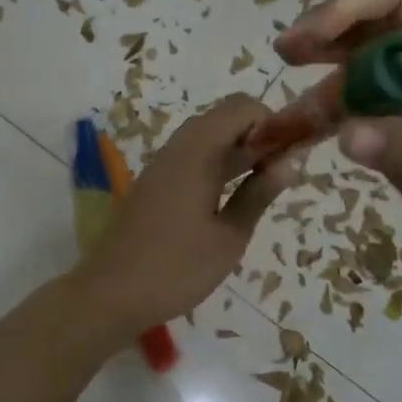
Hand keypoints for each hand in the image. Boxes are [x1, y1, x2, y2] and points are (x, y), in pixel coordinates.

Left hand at [71, 95, 301, 338]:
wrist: (110, 293)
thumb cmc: (176, 268)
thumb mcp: (229, 237)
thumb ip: (259, 195)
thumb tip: (289, 163)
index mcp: (197, 152)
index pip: (242, 107)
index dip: (272, 122)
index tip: (291, 154)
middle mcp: (178, 148)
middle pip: (224, 118)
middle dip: (258, 135)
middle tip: (281, 171)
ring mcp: (162, 165)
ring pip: (207, 138)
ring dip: (238, 151)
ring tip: (264, 185)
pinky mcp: (154, 184)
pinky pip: (192, 157)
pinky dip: (217, 165)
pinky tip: (231, 197)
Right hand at [275, 0, 401, 279]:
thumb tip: (345, 134)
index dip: (350, 5)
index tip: (312, 35)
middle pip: (366, 28)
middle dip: (323, 34)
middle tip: (286, 53)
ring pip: (350, 74)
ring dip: (313, 89)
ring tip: (277, 121)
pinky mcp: (395, 132)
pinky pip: (349, 113)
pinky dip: (319, 123)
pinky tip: (291, 139)